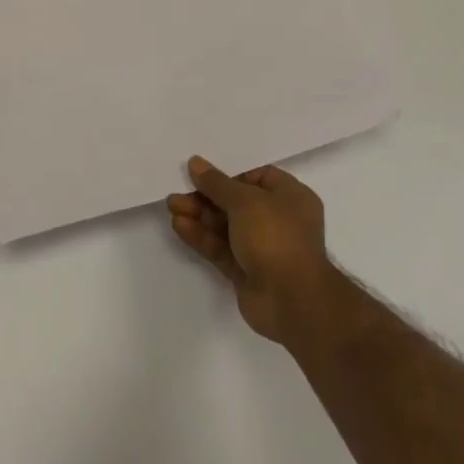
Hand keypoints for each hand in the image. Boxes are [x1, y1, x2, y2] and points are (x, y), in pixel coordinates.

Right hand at [166, 156, 333, 343]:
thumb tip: (196, 163)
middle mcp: (278, 220)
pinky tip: (179, 226)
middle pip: (236, 202)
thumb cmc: (276, 237)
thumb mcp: (245, 201)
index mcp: (290, 197)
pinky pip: (221, 248)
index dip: (230, 175)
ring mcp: (263, 248)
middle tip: (179, 192)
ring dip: (199, 216)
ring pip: (226, 226)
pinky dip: (202, 237)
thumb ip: (217, 183)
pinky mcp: (247, 271)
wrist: (291, 300)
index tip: (203, 173)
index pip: (257, 177)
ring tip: (172, 206)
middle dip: (206, 197)